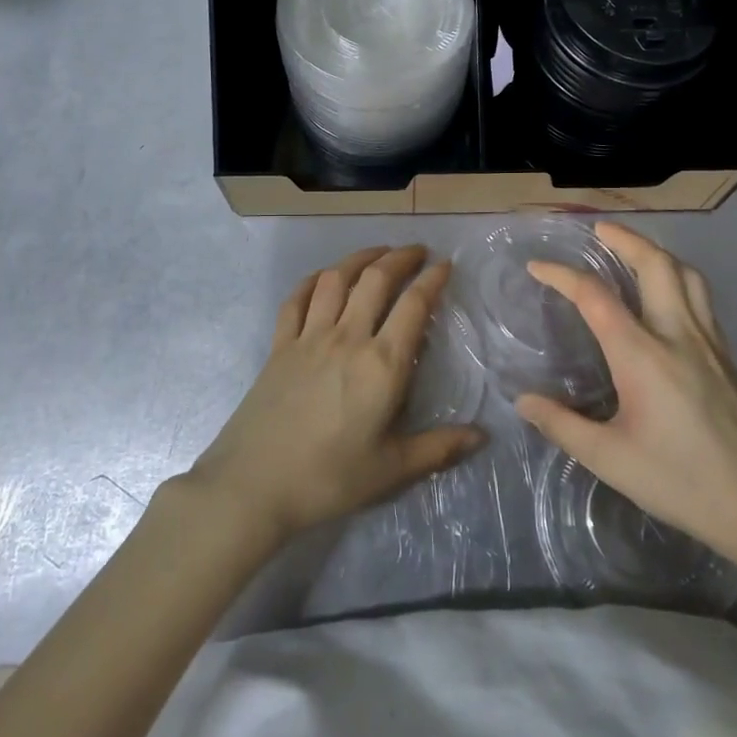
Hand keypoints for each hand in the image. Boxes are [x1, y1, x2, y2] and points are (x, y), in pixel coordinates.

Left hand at [187, 245, 483, 541]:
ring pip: (335, 279)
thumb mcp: (391, 470)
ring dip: (359, 258)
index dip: (432, 280)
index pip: (413, 306)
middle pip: (375, 279)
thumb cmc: (328, 479)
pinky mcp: (279, 345)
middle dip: (400, 257)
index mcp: (382, 365)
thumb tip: (483, 436)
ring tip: (376, 253)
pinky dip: (312, 281)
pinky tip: (322, 278)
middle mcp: (347, 338)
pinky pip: (296, 300)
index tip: (445, 265)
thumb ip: (439, 448)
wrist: (253, 485)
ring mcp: (309, 337)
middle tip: (417, 251)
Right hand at [515, 223, 736, 571]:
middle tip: (599, 231)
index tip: (537, 267)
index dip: (562, 275)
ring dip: (657, 253)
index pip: (596, 296)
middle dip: (625, 239)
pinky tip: (667, 300)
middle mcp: (678, 335)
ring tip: (634, 253)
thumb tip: (523, 401)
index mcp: (643, 355)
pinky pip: (701, 298)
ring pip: (687, 276)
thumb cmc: (683, 482)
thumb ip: (563, 425)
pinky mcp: (727, 359)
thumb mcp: (610, 460)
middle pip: (656, 265)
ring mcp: (710, 344)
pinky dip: (677, 279)